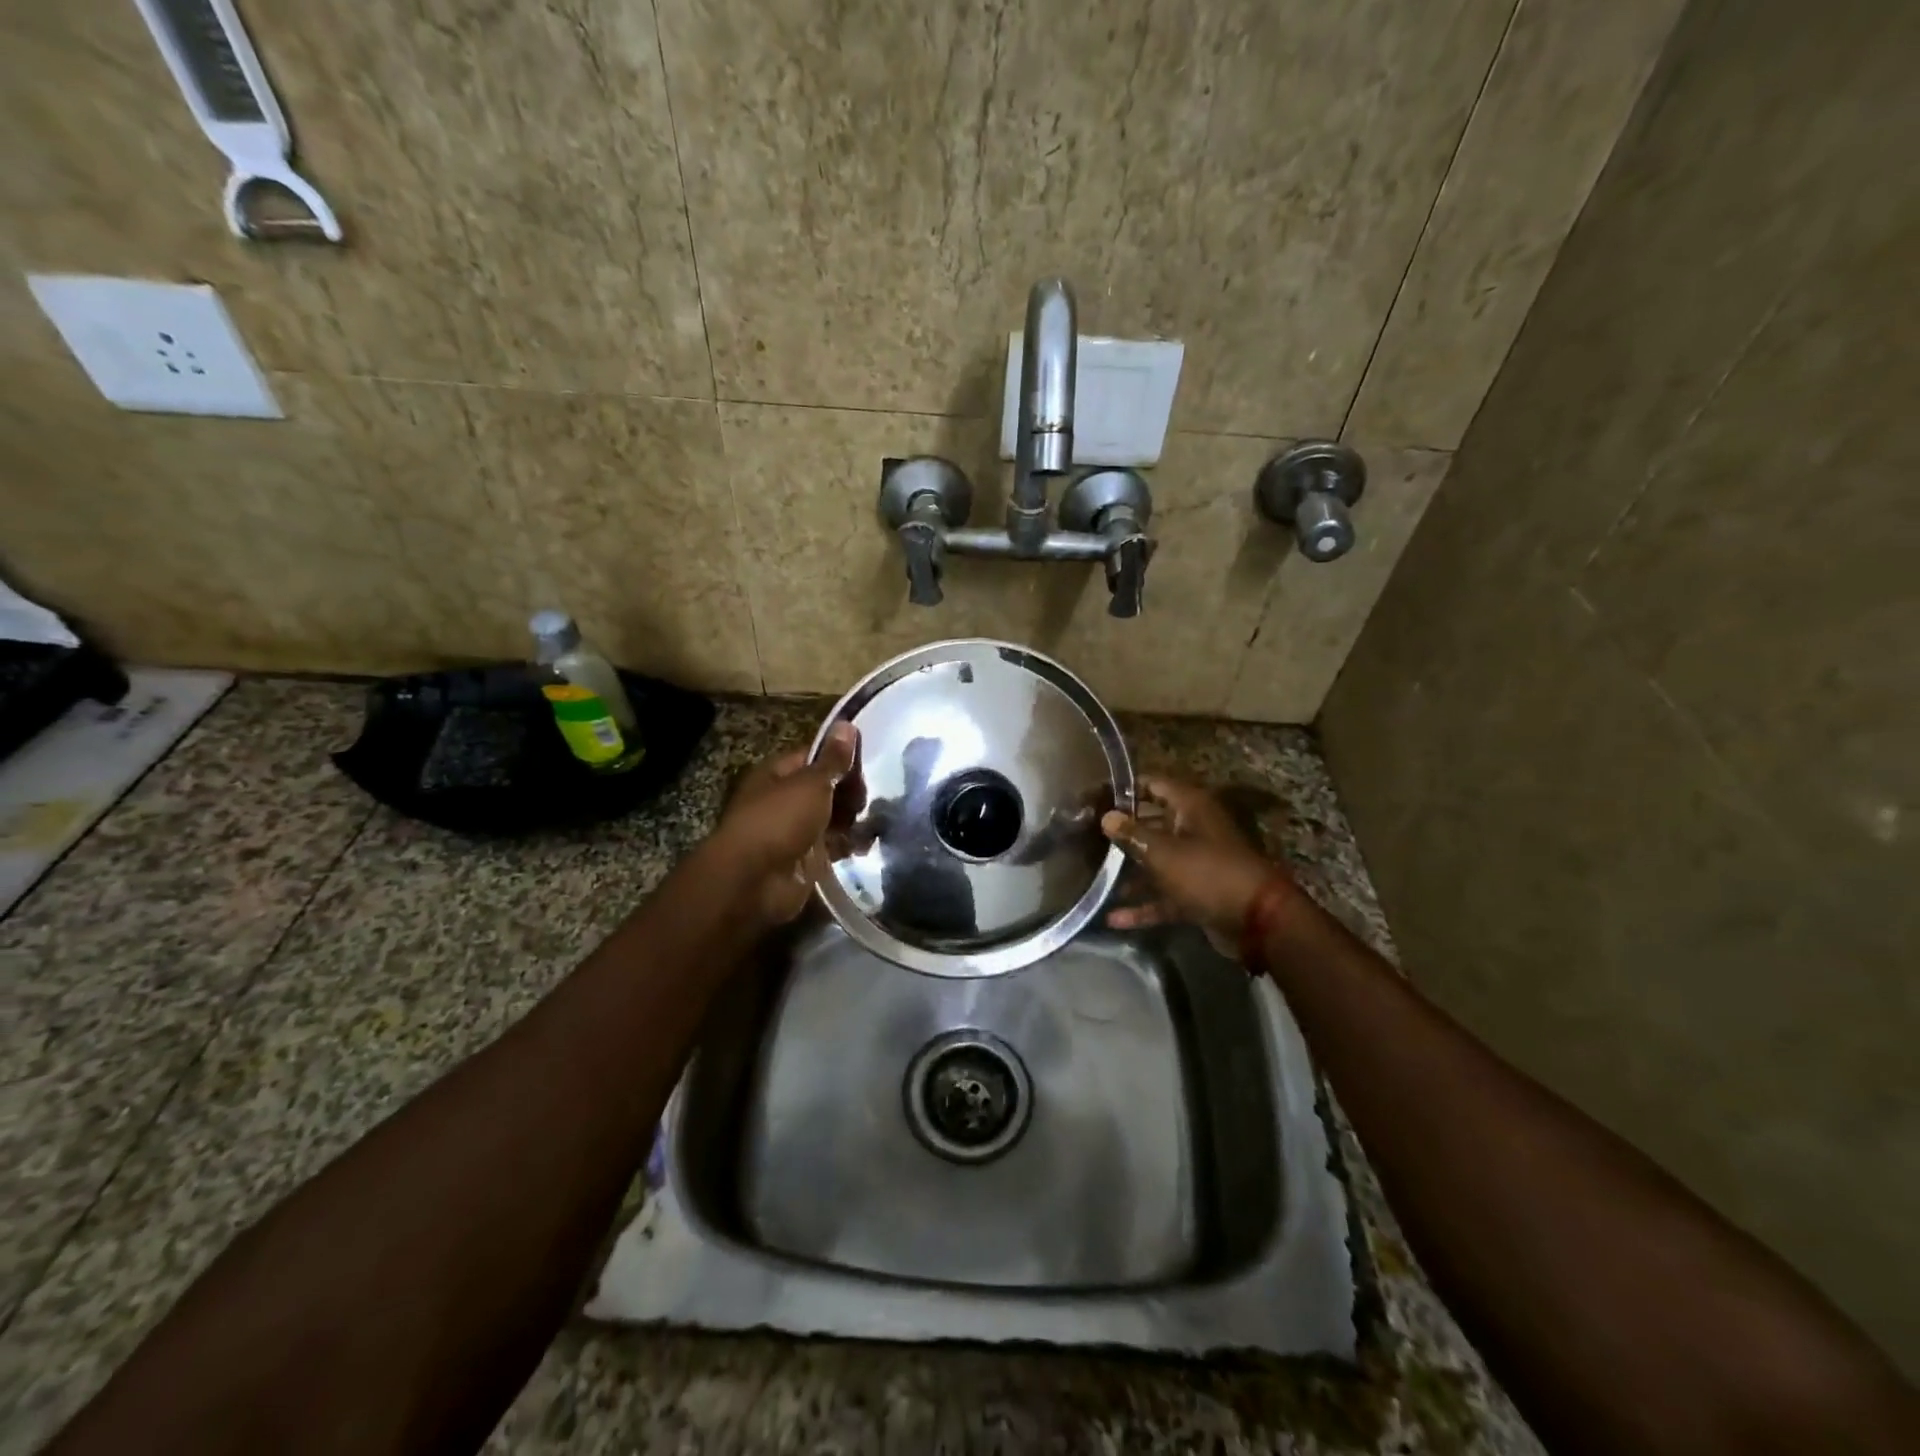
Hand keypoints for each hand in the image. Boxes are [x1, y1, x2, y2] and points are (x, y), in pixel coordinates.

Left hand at [705, 722, 857, 927]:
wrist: (754, 880)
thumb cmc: (779, 820)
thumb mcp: (811, 783)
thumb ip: (833, 759)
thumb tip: (846, 724)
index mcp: (778, 774)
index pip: (815, 757)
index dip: (841, 758)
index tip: (868, 764)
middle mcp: (785, 799)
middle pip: (826, 788)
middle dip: (850, 791)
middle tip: (871, 797)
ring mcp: (796, 831)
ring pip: (833, 818)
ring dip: (854, 818)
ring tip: (879, 819)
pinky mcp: (808, 860)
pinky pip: (835, 846)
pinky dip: (851, 844)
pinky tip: (869, 843)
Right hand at [1101, 777, 1292, 948]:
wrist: (1257, 921)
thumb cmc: (1207, 873)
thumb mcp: (1164, 852)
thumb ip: (1132, 834)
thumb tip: (1107, 817)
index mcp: (1190, 807)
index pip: (1152, 785)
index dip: (1123, 790)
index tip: (1092, 797)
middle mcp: (1193, 829)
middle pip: (1151, 823)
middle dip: (1121, 831)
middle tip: (1085, 836)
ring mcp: (1196, 863)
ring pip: (1156, 861)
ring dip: (1129, 872)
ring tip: (1093, 875)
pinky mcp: (1196, 893)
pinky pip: (1164, 894)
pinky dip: (1143, 905)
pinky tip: (1114, 917)